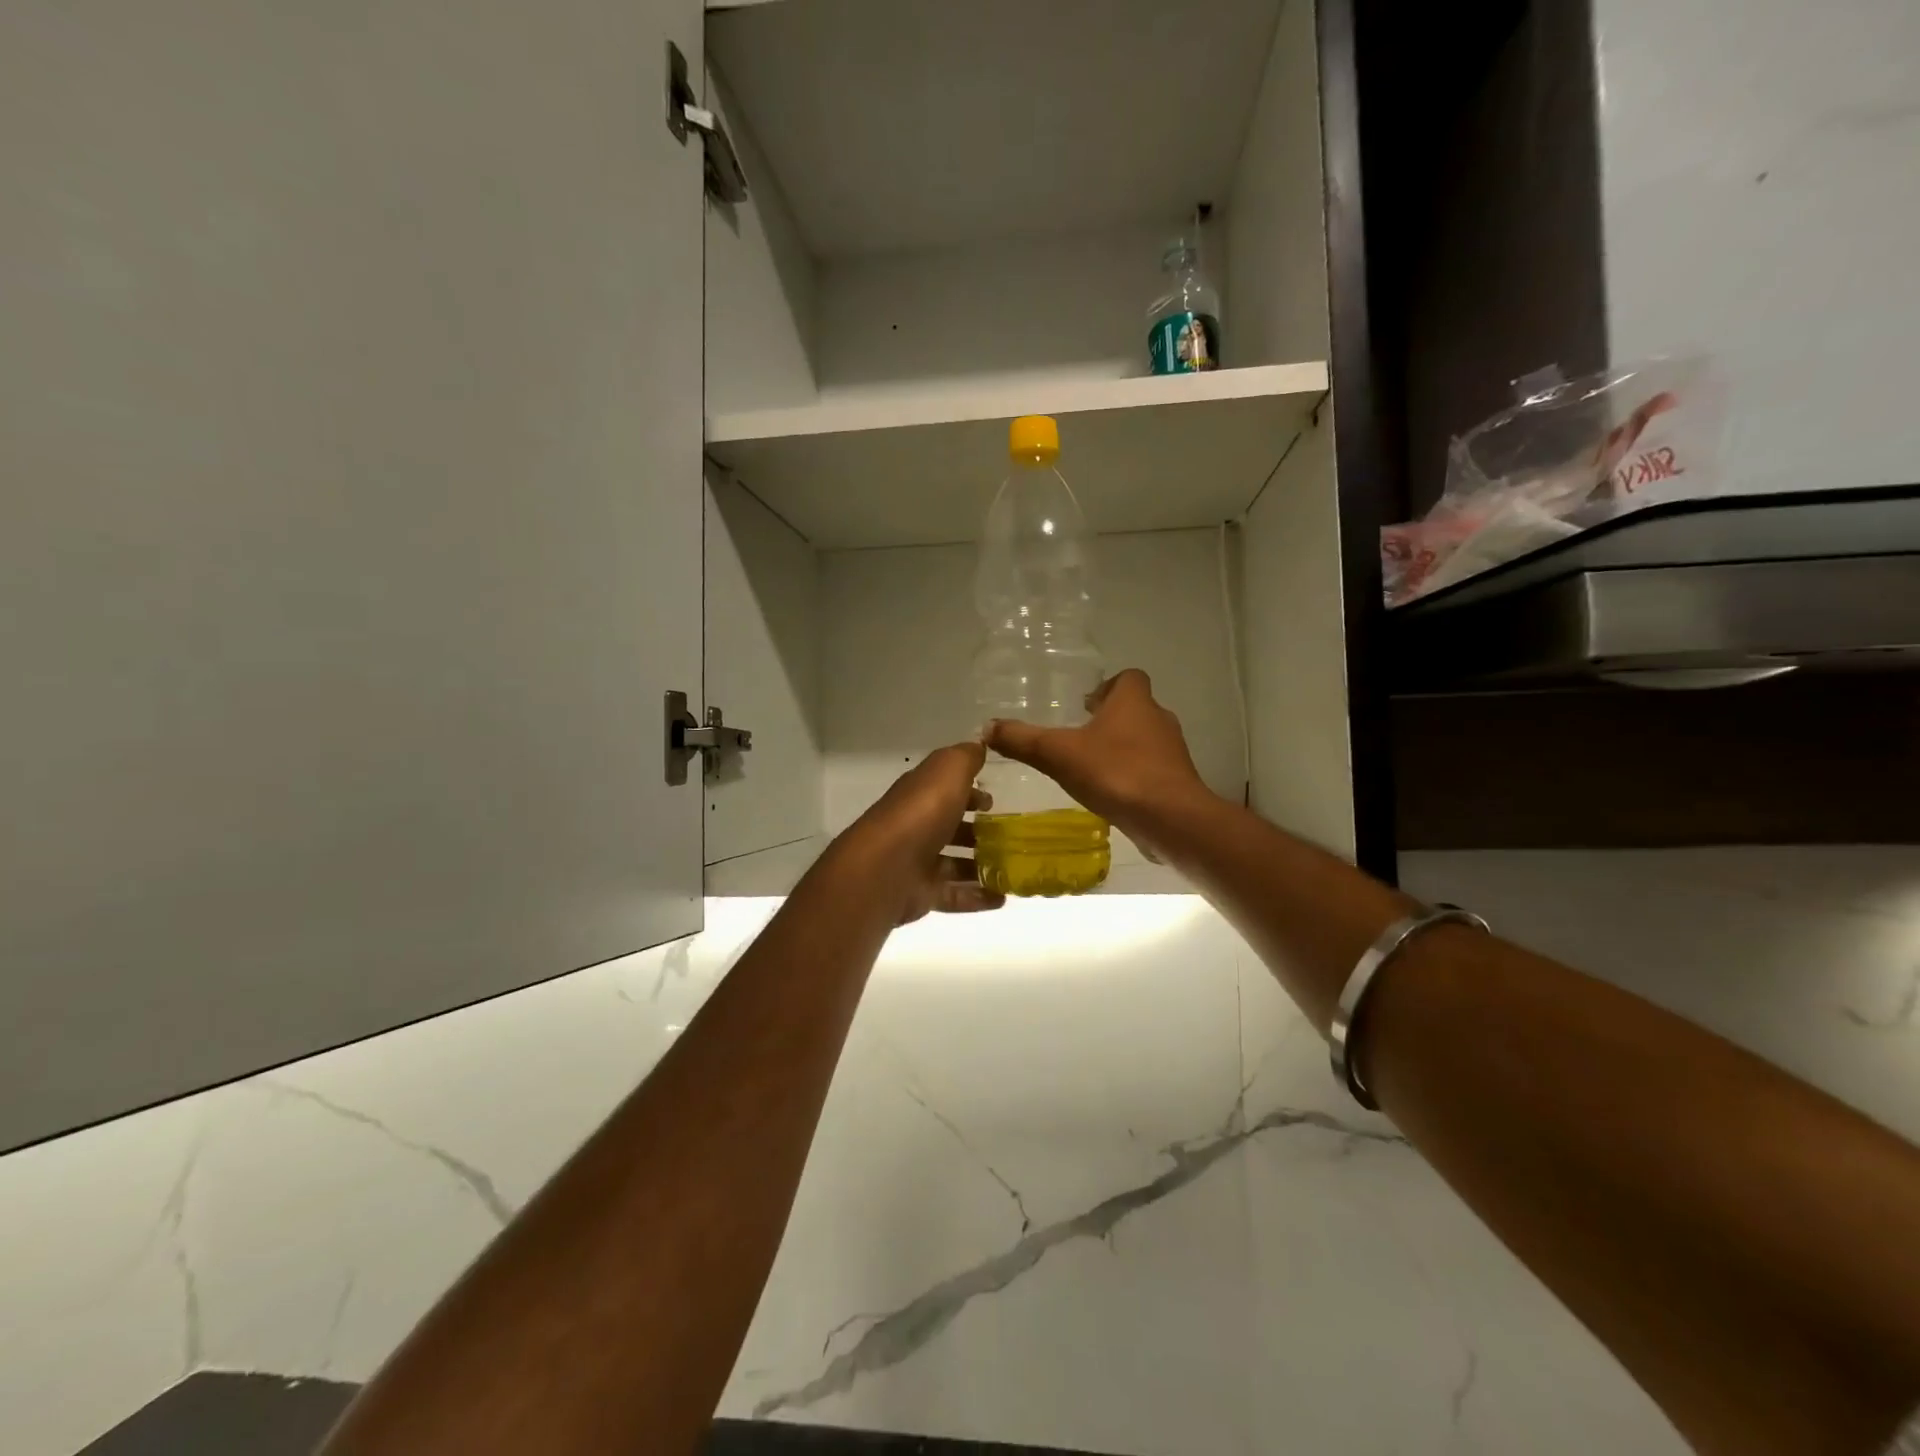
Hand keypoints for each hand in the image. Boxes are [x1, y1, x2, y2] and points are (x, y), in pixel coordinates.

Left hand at [842, 741, 1003, 924]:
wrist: (886, 868)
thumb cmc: (921, 813)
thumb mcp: (948, 770)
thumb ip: (965, 757)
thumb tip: (979, 743)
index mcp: (920, 795)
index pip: (945, 790)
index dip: (969, 793)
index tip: (993, 801)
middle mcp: (916, 826)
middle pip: (950, 828)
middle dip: (978, 831)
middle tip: (1009, 837)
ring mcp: (917, 863)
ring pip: (954, 863)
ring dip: (981, 866)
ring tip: (1013, 869)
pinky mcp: (921, 894)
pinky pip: (954, 895)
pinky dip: (977, 897)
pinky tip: (1002, 898)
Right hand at [984, 669, 1212, 857]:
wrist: (1169, 817)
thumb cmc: (1115, 772)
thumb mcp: (1058, 754)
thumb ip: (1023, 740)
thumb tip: (987, 728)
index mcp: (1133, 701)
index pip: (1128, 678)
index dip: (1108, 686)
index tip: (1086, 704)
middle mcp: (1158, 718)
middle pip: (1136, 708)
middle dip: (1110, 720)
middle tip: (1081, 736)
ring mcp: (1172, 751)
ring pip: (1144, 740)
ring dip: (1122, 748)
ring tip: (1092, 768)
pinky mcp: (1177, 781)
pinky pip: (1152, 769)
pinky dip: (1133, 775)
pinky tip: (1111, 794)